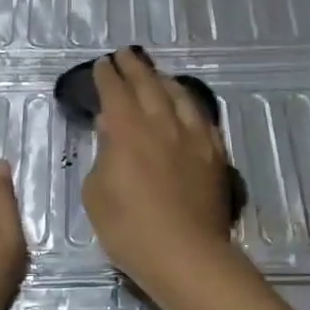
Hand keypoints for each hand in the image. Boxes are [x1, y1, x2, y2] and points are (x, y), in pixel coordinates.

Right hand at [83, 48, 238, 295]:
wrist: (184, 254)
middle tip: (125, 55)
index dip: (107, 76)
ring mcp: (193, 137)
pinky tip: (186, 105)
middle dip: (134, 67)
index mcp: (127, 130)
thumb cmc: (129, 228)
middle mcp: (162, 123)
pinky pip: (202, 117)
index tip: (102, 64)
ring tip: (156, 74)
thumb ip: (103, 154)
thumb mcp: (96, 192)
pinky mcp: (214, 153)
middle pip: (148, 84)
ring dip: (163, 80)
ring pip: (179, 95)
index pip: (115, 92)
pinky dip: (189, 104)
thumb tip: (111, 129)